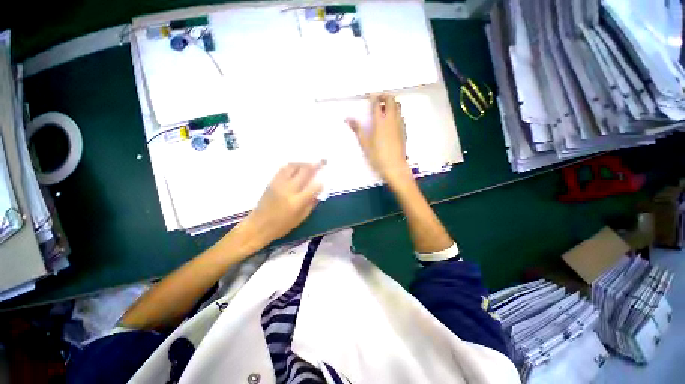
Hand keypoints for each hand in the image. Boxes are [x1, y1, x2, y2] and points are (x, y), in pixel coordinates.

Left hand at [240, 162, 323, 246]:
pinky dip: (293, 165)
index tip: (324, 180)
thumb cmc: (282, 225)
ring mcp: (279, 183)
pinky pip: (284, 168)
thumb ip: (311, 204)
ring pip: (294, 166)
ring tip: (310, 164)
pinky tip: (298, 166)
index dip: (321, 182)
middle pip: (305, 172)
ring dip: (304, 163)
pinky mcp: (272, 181)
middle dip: (316, 166)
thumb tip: (318, 192)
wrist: (259, 225)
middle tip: (323, 162)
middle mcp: (289, 190)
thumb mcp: (301, 218)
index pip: (314, 187)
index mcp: (297, 202)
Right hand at [346, 94, 409, 182]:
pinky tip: (390, 122)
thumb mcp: (364, 144)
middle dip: (384, 96)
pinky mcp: (404, 131)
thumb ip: (357, 129)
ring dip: (391, 103)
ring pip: (398, 106)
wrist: (394, 167)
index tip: (370, 96)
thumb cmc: (377, 156)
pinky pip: (401, 116)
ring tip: (383, 109)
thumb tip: (348, 119)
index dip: (373, 97)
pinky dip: (395, 113)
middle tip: (377, 99)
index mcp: (380, 121)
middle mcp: (391, 119)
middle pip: (391, 99)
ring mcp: (399, 124)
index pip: (377, 102)